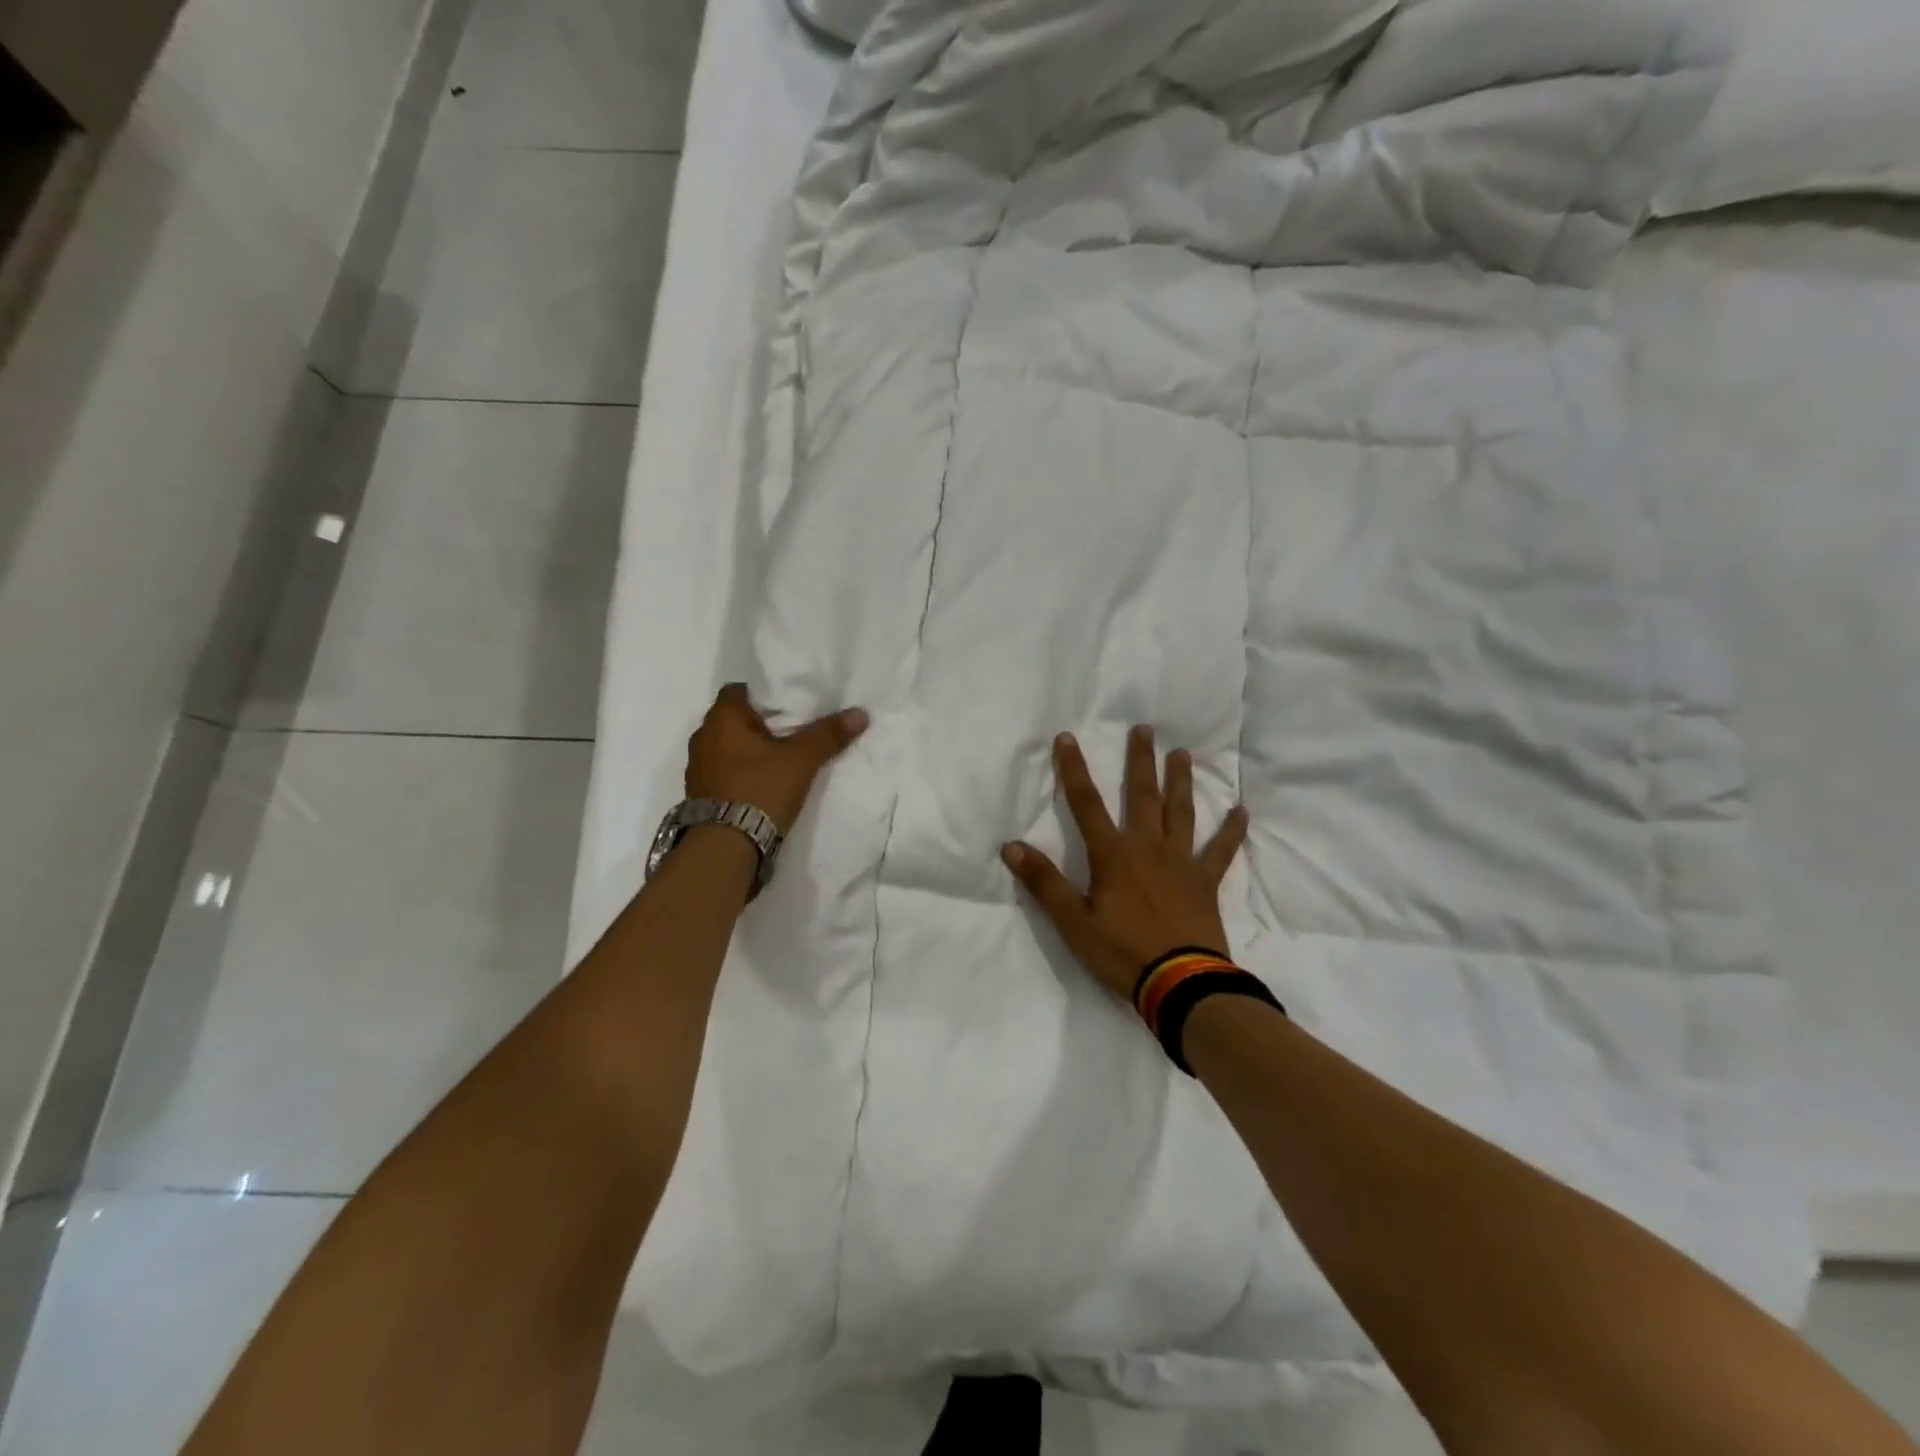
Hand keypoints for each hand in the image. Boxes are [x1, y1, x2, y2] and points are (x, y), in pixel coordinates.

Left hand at [685, 684, 868, 831]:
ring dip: (748, 751)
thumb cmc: (760, 789)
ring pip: (728, 747)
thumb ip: (829, 734)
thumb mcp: (802, 760)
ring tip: (779, 759)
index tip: (789, 706)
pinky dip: (740, 772)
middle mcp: (702, 736)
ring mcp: (697, 767)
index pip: (739, 690)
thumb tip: (860, 713)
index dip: (765, 694)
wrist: (726, 846)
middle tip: (791, 731)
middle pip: (734, 719)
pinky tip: (762, 784)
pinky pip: (723, 771)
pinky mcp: (699, 794)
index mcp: (722, 718)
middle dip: (760, 724)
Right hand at [1002, 727, 1248, 1001]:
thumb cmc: (1123, 953)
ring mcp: (1181, 862)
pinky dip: (1231, 831)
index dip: (1073, 769)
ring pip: (1180, 812)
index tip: (1067, 737)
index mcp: (1113, 856)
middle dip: (1139, 761)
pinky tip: (1242, 811)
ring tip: (1181, 753)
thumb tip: (1012, 846)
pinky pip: (1221, 850)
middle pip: (1141, 796)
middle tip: (1144, 729)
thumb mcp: (1073, 922)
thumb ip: (1044, 883)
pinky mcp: (1206, 882)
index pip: (1086, 804)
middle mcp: (1148, 848)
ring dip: (1180, 781)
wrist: (1182, 985)